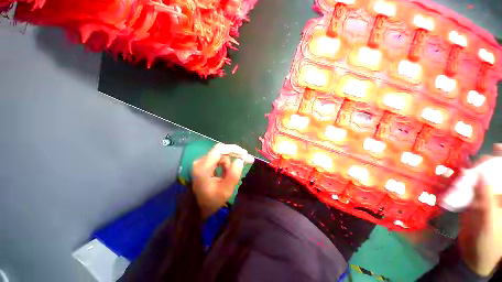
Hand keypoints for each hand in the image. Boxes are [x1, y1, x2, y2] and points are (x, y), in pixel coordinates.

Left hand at [192, 143, 253, 217]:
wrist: (199, 207)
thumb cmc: (212, 200)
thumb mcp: (225, 191)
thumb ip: (233, 175)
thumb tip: (240, 160)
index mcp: (204, 167)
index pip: (219, 149)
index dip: (234, 149)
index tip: (246, 154)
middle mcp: (201, 161)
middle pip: (221, 150)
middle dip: (235, 154)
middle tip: (248, 160)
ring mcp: (202, 161)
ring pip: (221, 155)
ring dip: (229, 163)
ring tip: (231, 175)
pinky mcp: (205, 163)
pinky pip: (219, 158)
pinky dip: (226, 164)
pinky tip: (226, 173)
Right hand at [459, 144, 501, 275]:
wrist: (474, 255)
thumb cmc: (488, 242)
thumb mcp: (489, 221)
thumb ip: (486, 199)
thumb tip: (479, 175)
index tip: (496, 147)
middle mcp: (496, 195)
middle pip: (493, 175)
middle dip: (485, 165)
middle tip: (474, 161)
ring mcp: (484, 199)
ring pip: (479, 181)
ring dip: (470, 174)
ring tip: (462, 169)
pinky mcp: (472, 203)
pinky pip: (467, 190)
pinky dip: (461, 184)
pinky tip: (454, 181)